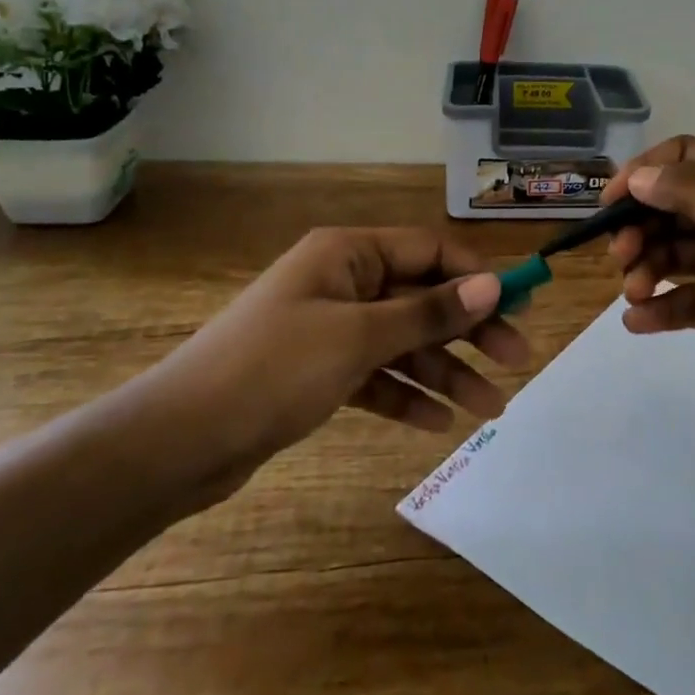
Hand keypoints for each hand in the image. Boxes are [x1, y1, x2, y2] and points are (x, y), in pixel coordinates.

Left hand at [136, 228, 528, 508]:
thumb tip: (493, 284)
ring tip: (490, 409)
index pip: (430, 251)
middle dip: (468, 331)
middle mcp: (343, 282)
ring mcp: (330, 329)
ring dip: (445, 372)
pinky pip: (376, 376)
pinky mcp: (318, 373)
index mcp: (348, 254)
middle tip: (515, 362)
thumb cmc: (272, 370)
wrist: (175, 442)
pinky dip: (406, 396)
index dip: (477, 276)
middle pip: (422, 299)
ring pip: (403, 342)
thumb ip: (428, 312)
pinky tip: (437, 423)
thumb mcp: (358, 337)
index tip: (519, 306)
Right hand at [601, 136, 694, 437]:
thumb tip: (639, 176)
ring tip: (634, 292)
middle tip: (619, 254)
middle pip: (675, 208)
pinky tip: (638, 321)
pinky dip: (660, 308)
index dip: (648, 172)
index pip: (690, 159)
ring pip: (675, 254)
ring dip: (647, 268)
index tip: (612, 200)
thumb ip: (692, 193)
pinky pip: (686, 299)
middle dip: (642, 227)